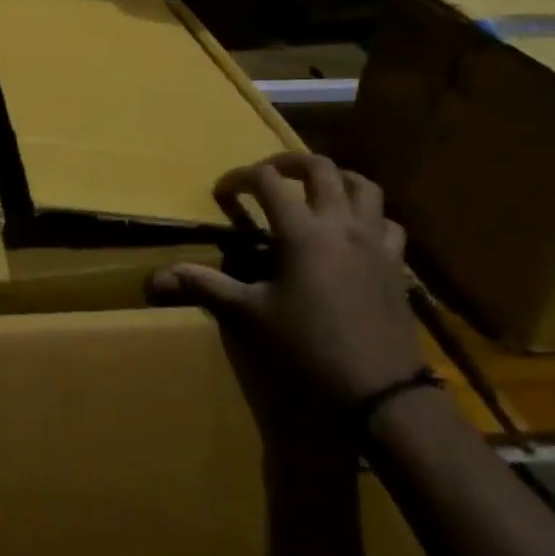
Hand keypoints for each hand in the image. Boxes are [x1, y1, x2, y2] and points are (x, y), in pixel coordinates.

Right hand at [150, 153, 422, 408]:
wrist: (380, 393)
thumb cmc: (308, 348)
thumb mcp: (250, 316)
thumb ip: (206, 287)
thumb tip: (158, 277)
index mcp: (302, 231)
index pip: (267, 181)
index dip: (240, 177)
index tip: (223, 192)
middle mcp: (341, 224)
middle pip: (319, 167)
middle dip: (288, 162)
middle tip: (267, 175)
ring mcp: (375, 242)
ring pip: (362, 186)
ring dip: (335, 179)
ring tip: (314, 190)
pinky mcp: (397, 264)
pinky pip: (387, 223)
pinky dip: (368, 215)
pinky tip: (353, 232)